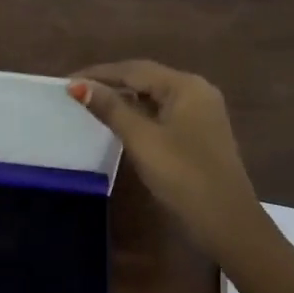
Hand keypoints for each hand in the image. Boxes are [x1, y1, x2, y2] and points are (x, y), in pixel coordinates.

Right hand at [68, 60, 263, 253]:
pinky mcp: (199, 134)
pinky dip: (139, 114)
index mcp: (185, 86)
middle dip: (110, 83)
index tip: (66, 81)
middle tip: (75, 92)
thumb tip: (77, 85)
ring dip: (123, 99)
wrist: (227, 223)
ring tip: (90, 104)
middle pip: (145, 79)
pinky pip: (162, 113)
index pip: (134, 70)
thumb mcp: (142, 140)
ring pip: (153, 97)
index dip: (98, 73)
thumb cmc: (183, 176)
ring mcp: (201, 114)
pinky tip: (120, 123)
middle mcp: (196, 91)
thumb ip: (110, 109)